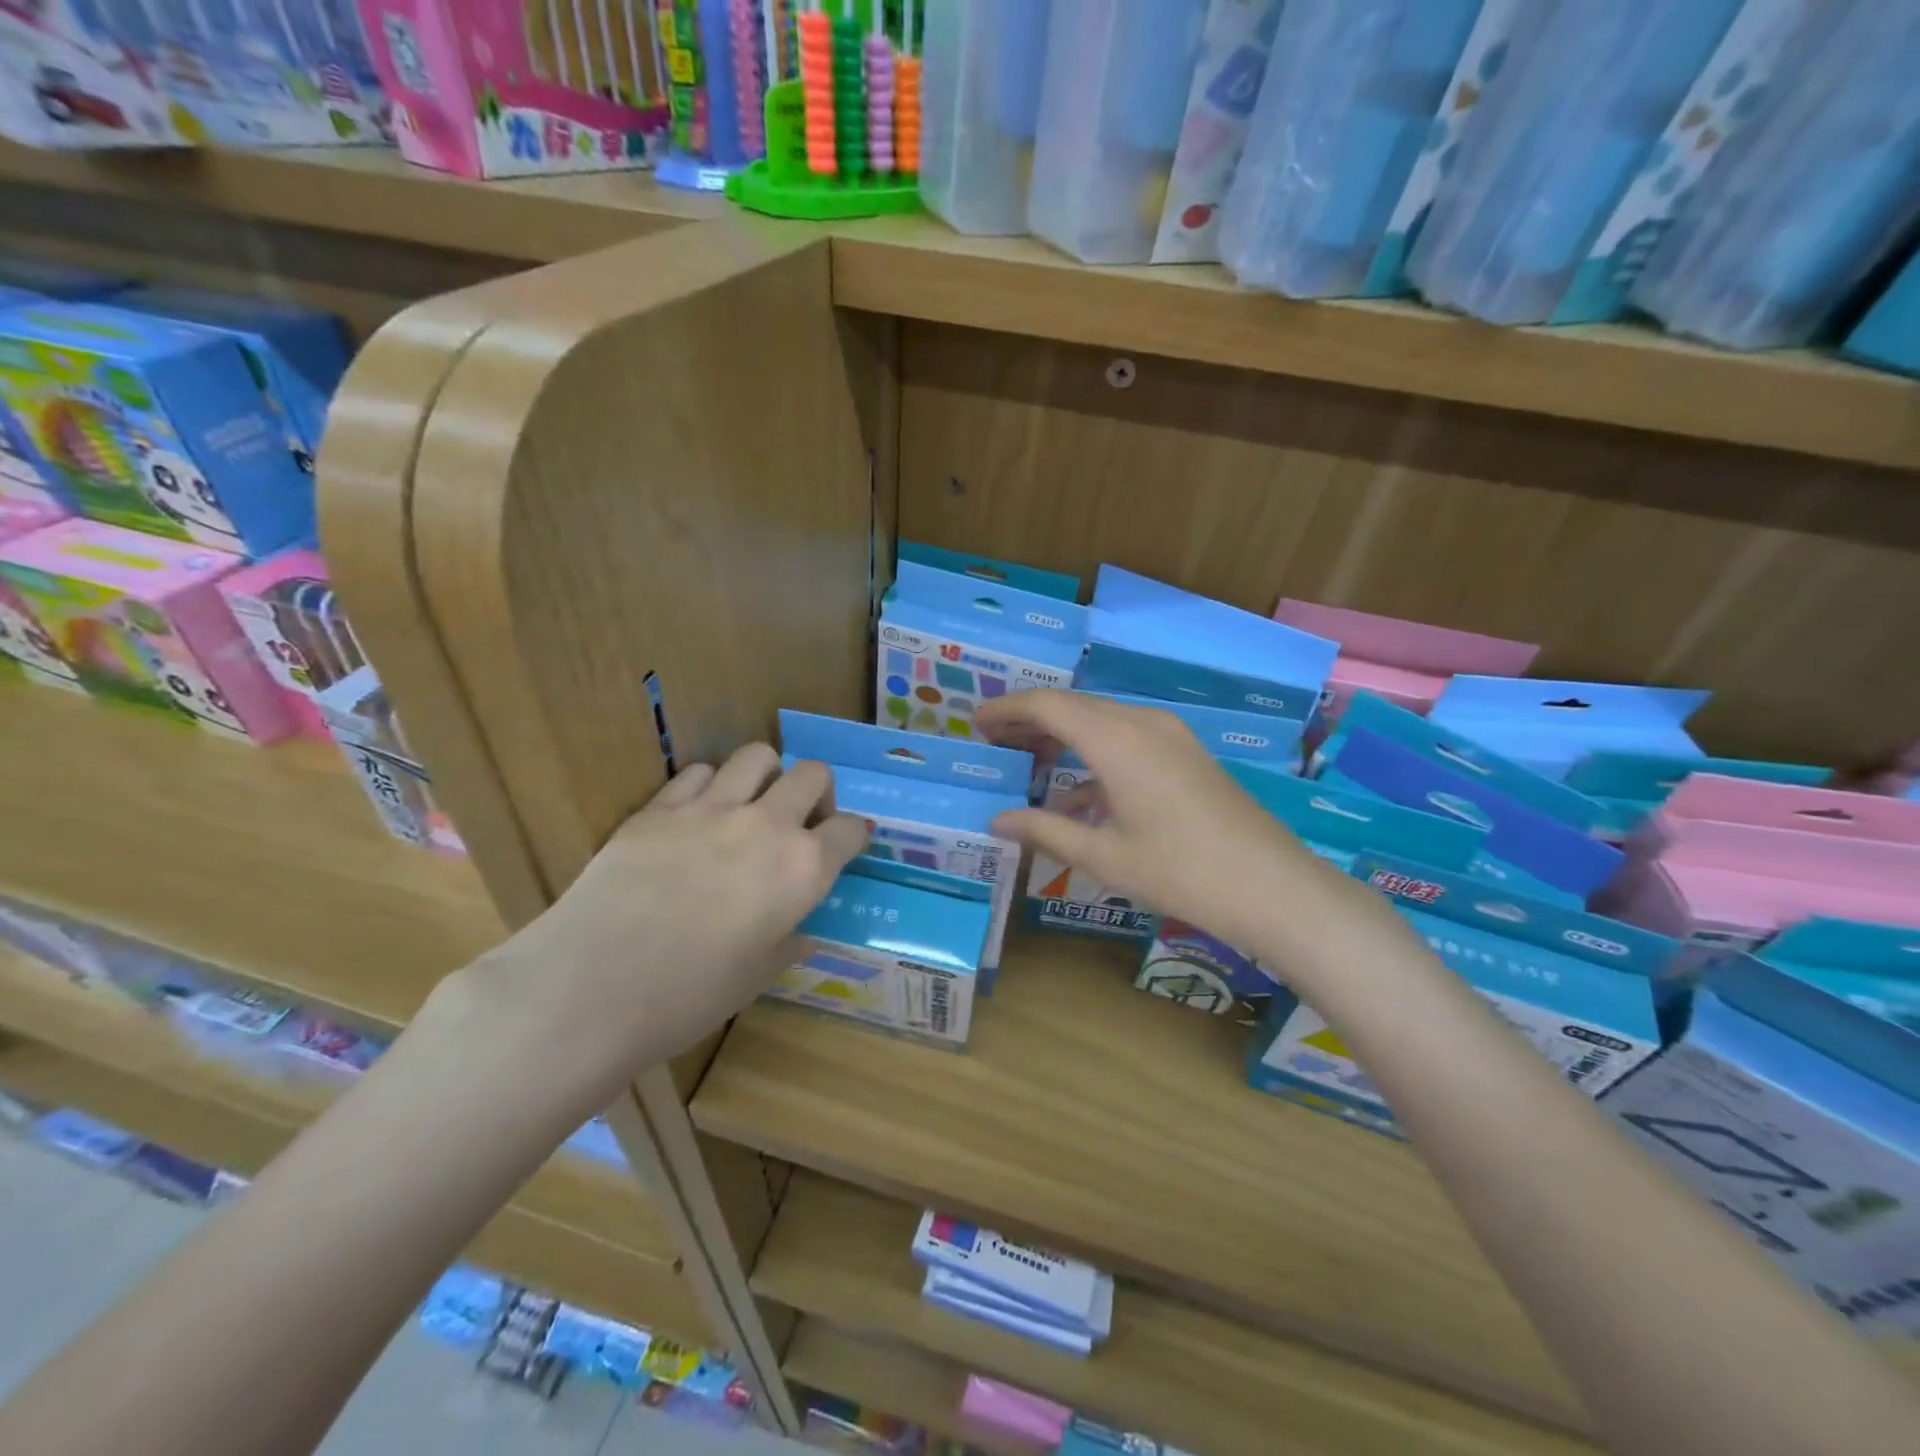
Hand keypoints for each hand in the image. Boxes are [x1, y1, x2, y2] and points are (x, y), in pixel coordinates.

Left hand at [460, 745, 866, 1092]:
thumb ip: (789, 942)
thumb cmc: (689, 996)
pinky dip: (709, 785)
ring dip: (766, 775)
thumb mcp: (757, 976)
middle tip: (800, 821)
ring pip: (757, 756)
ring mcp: (712, 807)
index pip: (851, 829)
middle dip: (818, 792)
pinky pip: (699, 772)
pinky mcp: (660, 806)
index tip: (846, 845)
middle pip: (813, 774)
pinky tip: (697, 814)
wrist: (593, 987)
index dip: (854, 835)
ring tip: (750, 804)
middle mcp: (768, 825)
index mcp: (803, 868)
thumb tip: (801, 932)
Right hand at [976, 691, 1367, 952]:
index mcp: (1116, 739)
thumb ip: (1044, 832)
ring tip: (1026, 759)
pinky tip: (1076, 793)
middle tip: (992, 740)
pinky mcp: (1186, 754)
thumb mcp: (1103, 855)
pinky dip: (1094, 755)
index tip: (976, 722)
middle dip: (1030, 720)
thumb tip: (996, 821)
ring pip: (1101, 721)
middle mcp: (1142, 723)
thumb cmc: (1179, 872)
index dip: (1008, 709)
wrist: (1272, 886)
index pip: (1048, 706)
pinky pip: (1127, 739)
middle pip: (1074, 707)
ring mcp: (1169, 736)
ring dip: (1062, 735)